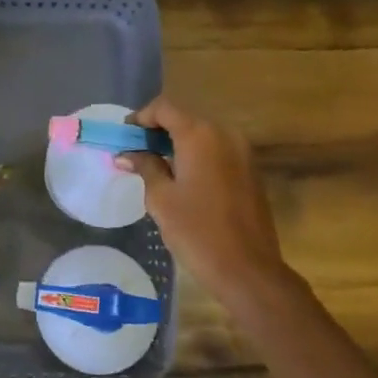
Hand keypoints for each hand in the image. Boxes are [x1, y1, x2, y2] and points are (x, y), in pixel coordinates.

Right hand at [112, 97, 296, 310]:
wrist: (248, 269)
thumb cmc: (197, 232)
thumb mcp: (161, 199)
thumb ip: (145, 167)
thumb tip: (126, 154)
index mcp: (199, 135)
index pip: (165, 108)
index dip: (141, 117)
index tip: (125, 136)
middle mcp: (224, 134)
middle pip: (185, 118)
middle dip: (159, 131)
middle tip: (137, 152)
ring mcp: (242, 151)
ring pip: (203, 135)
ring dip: (179, 143)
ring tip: (158, 166)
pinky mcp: (251, 170)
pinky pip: (218, 151)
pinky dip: (198, 156)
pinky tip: (184, 179)